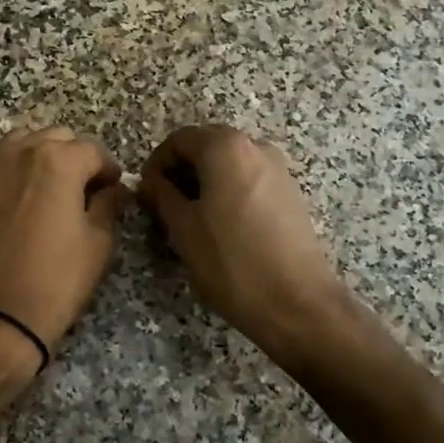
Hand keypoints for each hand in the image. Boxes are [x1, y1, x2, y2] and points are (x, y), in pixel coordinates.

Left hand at [0, 128, 127, 357]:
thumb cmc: (54, 280)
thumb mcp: (98, 243)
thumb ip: (108, 205)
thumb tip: (111, 190)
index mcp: (57, 161)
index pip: (93, 151)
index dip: (109, 170)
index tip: (114, 190)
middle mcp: (19, 153)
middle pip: (56, 138)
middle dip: (74, 158)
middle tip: (84, 190)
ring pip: (22, 146)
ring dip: (41, 159)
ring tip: (50, 192)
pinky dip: (14, 176)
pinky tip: (20, 208)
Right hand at [139, 125, 350, 363]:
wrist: (297, 303)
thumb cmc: (232, 262)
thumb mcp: (183, 229)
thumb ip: (162, 196)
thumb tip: (150, 182)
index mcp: (226, 147)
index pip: (179, 139)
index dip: (156, 163)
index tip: (146, 193)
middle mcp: (256, 147)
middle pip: (207, 146)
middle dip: (181, 170)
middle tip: (164, 205)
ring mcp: (279, 169)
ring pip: (230, 164)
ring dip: (205, 182)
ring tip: (191, 219)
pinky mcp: (291, 194)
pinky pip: (250, 180)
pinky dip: (229, 192)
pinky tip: (222, 227)